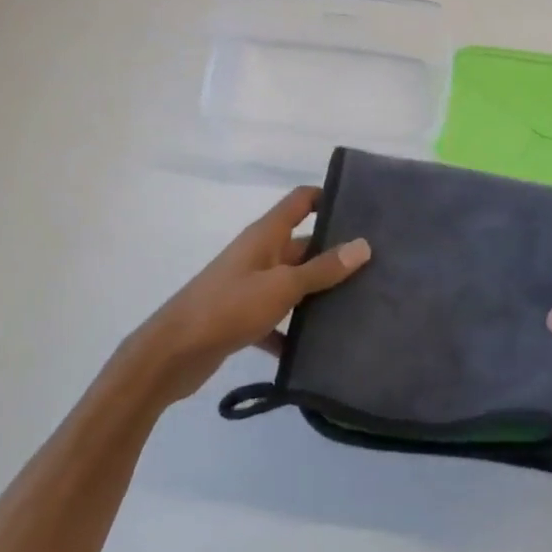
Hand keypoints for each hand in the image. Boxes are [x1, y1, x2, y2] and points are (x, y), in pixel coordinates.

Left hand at [119, 186, 370, 406]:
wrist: (173, 353)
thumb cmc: (228, 307)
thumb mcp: (281, 286)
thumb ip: (322, 269)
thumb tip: (363, 245)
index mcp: (265, 236)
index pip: (301, 202)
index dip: (328, 198)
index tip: (364, 208)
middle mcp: (259, 255)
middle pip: (303, 245)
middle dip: (335, 254)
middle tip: (378, 267)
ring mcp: (250, 287)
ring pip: (294, 284)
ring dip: (319, 294)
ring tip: (361, 305)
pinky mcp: (244, 319)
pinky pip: (278, 320)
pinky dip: (295, 331)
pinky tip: (321, 349)